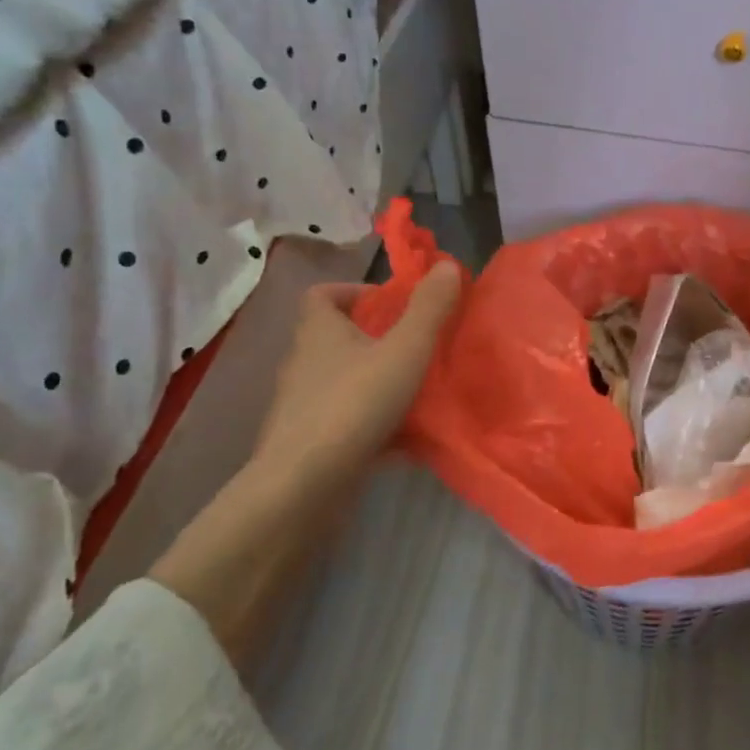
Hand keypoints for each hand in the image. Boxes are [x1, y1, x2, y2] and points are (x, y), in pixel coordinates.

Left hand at [250, 261, 461, 492]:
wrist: (305, 485)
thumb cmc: (355, 404)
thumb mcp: (405, 350)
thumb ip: (429, 309)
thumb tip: (446, 265)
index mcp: (318, 332)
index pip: (322, 294)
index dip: (355, 291)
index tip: (391, 303)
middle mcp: (304, 363)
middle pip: (336, 338)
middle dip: (376, 338)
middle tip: (417, 346)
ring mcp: (303, 406)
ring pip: (343, 381)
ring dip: (376, 381)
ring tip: (418, 391)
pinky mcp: (310, 442)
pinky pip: (346, 421)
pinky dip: (373, 422)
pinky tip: (405, 438)